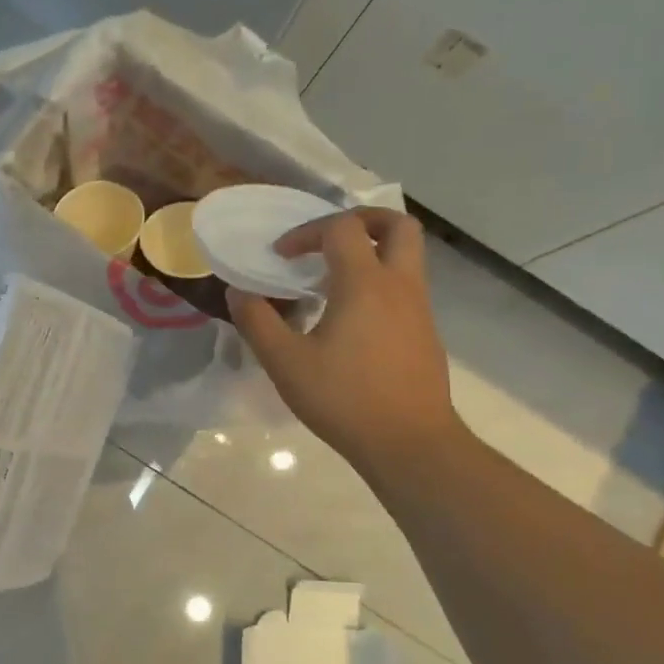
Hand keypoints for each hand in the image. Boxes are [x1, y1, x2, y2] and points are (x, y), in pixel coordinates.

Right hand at [227, 208, 462, 474]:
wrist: (410, 443)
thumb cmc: (344, 399)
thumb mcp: (286, 363)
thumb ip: (257, 322)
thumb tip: (237, 292)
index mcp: (364, 284)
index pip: (341, 229)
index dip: (307, 232)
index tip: (281, 256)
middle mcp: (399, 285)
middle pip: (397, 226)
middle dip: (362, 220)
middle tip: (329, 239)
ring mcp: (419, 309)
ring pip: (407, 256)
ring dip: (372, 253)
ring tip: (333, 280)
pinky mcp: (425, 333)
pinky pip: (406, 288)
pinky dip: (380, 283)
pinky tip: (351, 320)